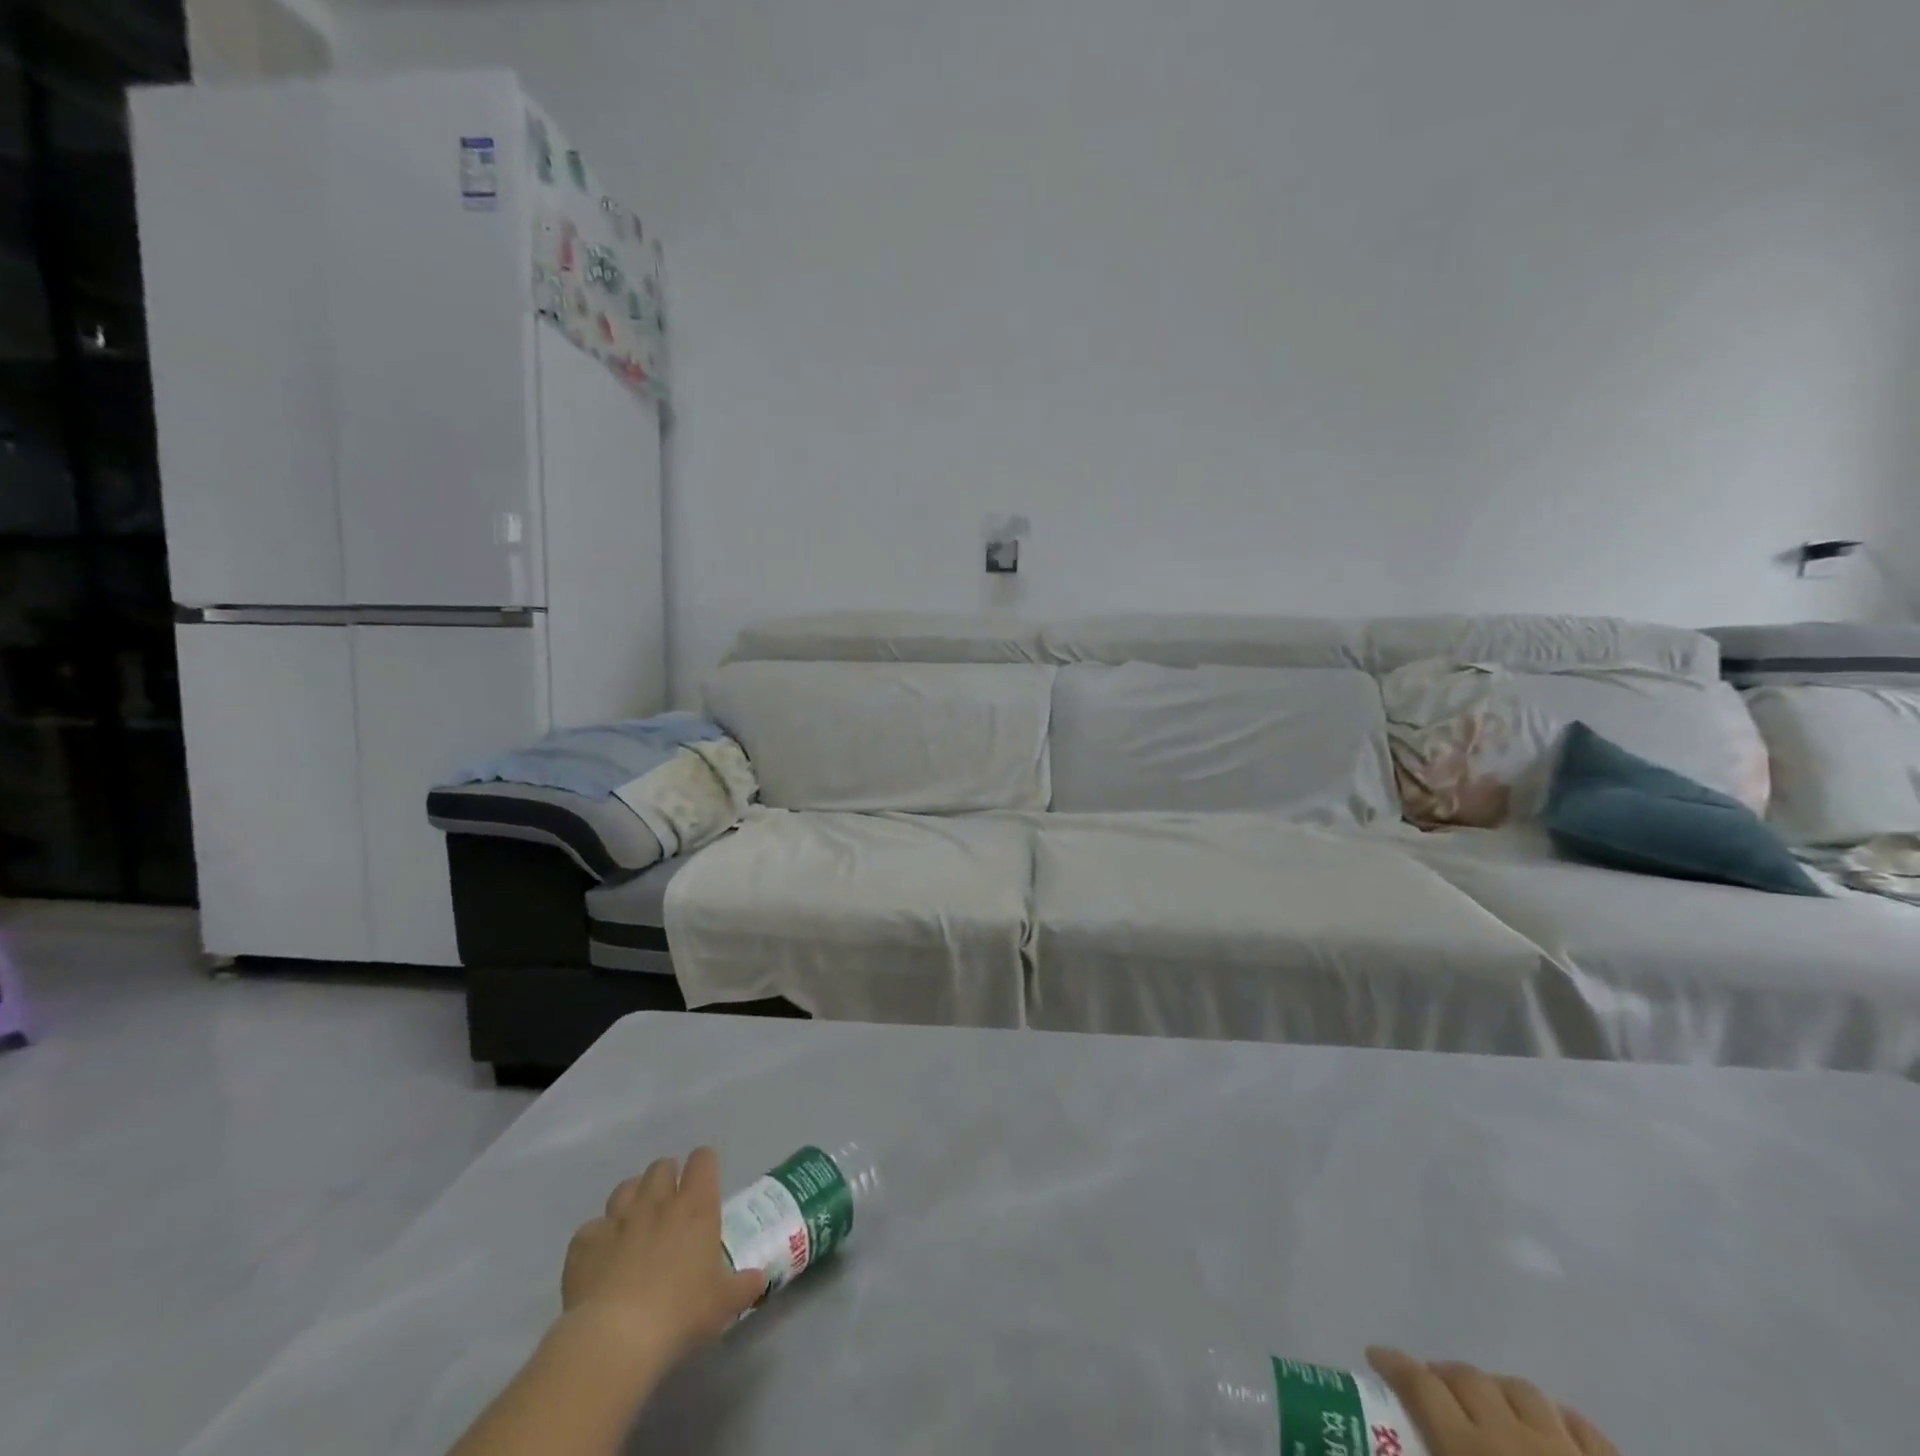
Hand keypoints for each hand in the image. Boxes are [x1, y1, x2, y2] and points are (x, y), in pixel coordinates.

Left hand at [558, 1148, 767, 1380]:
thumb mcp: (724, 1303)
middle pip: (662, 1166)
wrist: (615, 1339)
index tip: (705, 1183)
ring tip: (636, 1222)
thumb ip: (744, 1285)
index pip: (703, 1160)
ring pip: (626, 1187)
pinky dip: (597, 1238)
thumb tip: (759, 1279)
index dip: (704, 1166)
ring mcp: (618, 1219)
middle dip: (667, 1178)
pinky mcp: (584, 1243)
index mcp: (696, 1206)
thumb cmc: (681, 1313)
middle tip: (671, 1205)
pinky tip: (600, 1259)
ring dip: (633, 1198)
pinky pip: (591, 1228)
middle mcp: (658, 1202)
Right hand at [1368, 1349, 1618, 1455]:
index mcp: (1468, 1449)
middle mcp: (1512, 1435)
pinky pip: (1580, 1425)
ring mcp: (1568, 1450)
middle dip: (1440, 1374)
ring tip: (1487, 1408)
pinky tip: (1550, 1431)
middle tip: (1428, 1388)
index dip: (1392, 1363)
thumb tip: (1390, 1454)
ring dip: (1494, 1390)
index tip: (1374, 1357)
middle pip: (1465, 1376)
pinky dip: (1556, 1417)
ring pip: (1520, 1389)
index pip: (1419, 1384)